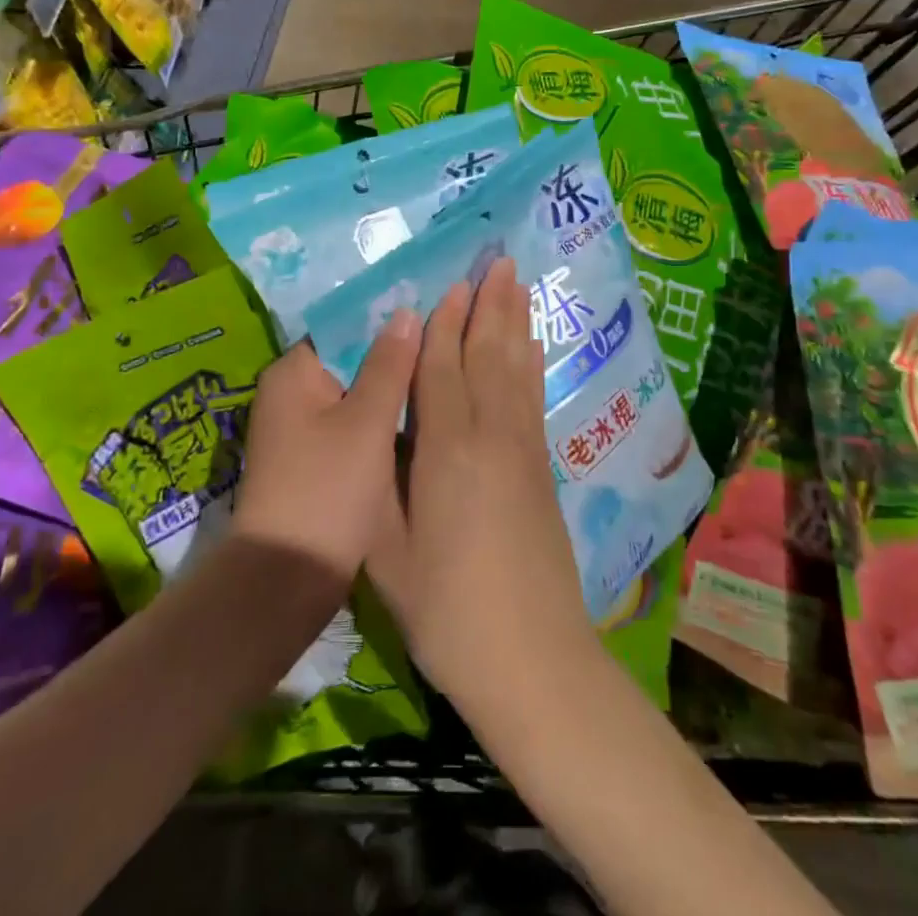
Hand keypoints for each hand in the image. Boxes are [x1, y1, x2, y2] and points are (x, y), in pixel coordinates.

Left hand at [232, 317, 420, 590]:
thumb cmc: (326, 491)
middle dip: (395, 354)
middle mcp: (289, 393)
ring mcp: (299, 429)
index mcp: (293, 372)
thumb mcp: (367, 423)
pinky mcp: (311, 461)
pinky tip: (418, 419)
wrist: (286, 582)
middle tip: (448, 342)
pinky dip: (379, 421)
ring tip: (443, 374)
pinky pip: (350, 425)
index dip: (388, 318)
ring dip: (390, 389)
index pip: (345, 325)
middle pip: (350, 359)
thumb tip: (405, 312)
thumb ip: (389, 365)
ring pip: (354, 394)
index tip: (434, 311)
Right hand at [367, 260, 595, 708]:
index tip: (450, 283)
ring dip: (515, 323)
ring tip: (517, 284)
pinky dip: (531, 363)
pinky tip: (532, 348)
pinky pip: (533, 397)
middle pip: (488, 353)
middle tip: (498, 260)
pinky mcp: (542, 469)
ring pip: (516, 368)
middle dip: (490, 305)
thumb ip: (382, 479)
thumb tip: (375, 428)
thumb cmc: (445, 609)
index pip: (441, 367)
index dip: (444, 323)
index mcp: (446, 448)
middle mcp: (490, 434)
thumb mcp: (387, 548)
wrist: (532, 658)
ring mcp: (523, 449)